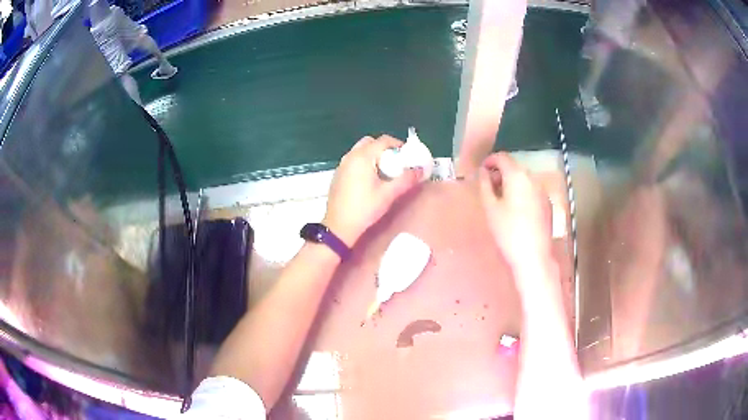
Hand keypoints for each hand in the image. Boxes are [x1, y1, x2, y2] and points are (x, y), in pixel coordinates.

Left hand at [323, 135, 421, 245]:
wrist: (338, 227)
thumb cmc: (364, 209)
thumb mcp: (388, 194)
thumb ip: (406, 180)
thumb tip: (421, 170)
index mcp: (362, 156)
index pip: (383, 140)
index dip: (398, 145)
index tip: (408, 156)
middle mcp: (350, 156)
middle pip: (370, 142)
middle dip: (385, 149)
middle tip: (396, 163)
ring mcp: (342, 165)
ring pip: (360, 151)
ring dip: (374, 156)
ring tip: (385, 172)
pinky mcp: (338, 175)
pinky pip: (354, 161)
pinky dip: (364, 163)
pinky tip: (370, 180)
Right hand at [479, 152, 552, 273]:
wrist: (534, 256)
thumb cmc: (508, 231)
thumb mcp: (490, 208)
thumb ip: (485, 185)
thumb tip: (483, 172)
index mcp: (517, 175)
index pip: (502, 157)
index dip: (490, 161)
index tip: (481, 171)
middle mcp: (533, 178)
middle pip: (514, 167)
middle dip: (500, 172)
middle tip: (488, 187)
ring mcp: (543, 190)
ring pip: (524, 178)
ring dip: (511, 182)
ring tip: (501, 199)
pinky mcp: (548, 202)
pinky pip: (532, 189)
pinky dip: (522, 191)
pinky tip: (516, 209)